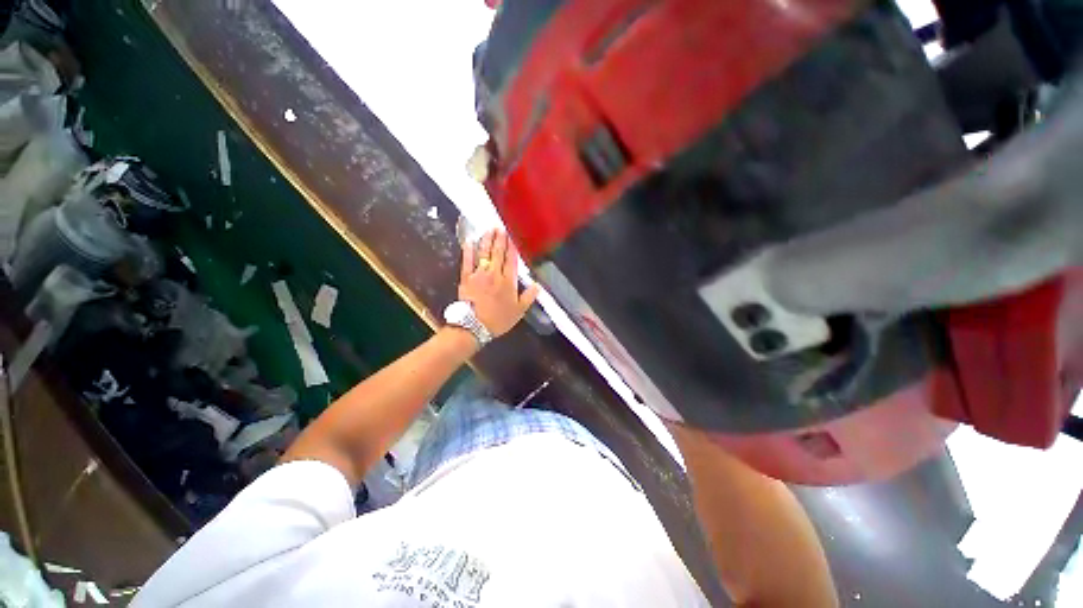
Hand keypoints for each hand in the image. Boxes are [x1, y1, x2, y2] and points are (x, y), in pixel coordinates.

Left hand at [459, 229, 538, 336]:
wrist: (474, 326)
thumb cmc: (498, 319)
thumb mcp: (519, 311)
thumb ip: (529, 297)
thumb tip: (537, 285)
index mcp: (508, 281)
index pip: (512, 260)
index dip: (513, 247)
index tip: (513, 236)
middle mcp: (494, 273)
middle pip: (498, 252)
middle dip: (500, 239)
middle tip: (501, 227)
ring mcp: (479, 274)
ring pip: (484, 253)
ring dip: (487, 240)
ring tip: (489, 230)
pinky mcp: (466, 277)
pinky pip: (467, 261)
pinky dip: (468, 250)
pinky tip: (469, 241)